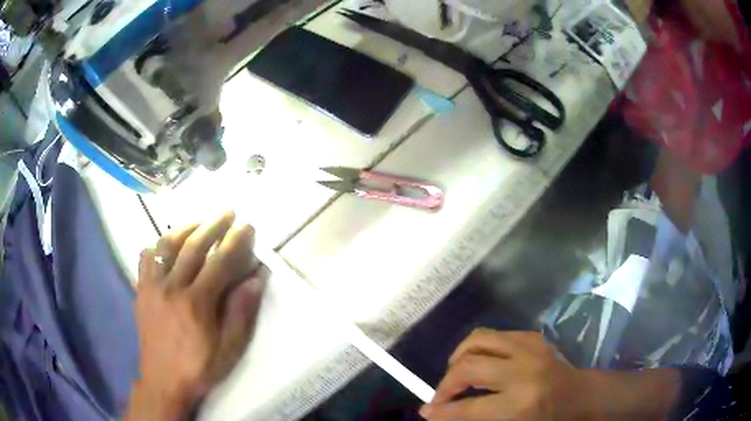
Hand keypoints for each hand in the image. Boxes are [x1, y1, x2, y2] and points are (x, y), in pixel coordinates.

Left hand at [125, 212, 267, 420]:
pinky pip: (146, 257)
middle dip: (213, 225)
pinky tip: (167, 244)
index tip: (246, 226)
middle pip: (193, 246)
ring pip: (166, 245)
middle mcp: (172, 287)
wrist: (163, 380)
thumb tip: (254, 280)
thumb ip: (240, 313)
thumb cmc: (199, 367)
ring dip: (185, 227)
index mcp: (196, 303)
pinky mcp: (141, 290)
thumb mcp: (229, 349)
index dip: (235, 241)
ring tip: (199, 221)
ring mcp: (152, 286)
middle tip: (227, 212)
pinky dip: (157, 244)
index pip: (219, 262)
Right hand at [420, 330, 589, 420]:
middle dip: (446, 384)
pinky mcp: (532, 337)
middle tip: (442, 396)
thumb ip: (474, 418)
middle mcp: (524, 371)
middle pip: (468, 367)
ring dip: (458, 357)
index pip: (468, 408)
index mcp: (520, 404)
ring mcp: (530, 348)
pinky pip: (494, 335)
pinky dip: (478, 349)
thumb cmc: (547, 417)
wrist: (579, 395)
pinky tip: (481, 362)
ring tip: (456, 373)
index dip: (442, 411)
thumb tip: (435, 413)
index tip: (426, 412)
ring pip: (477, 340)